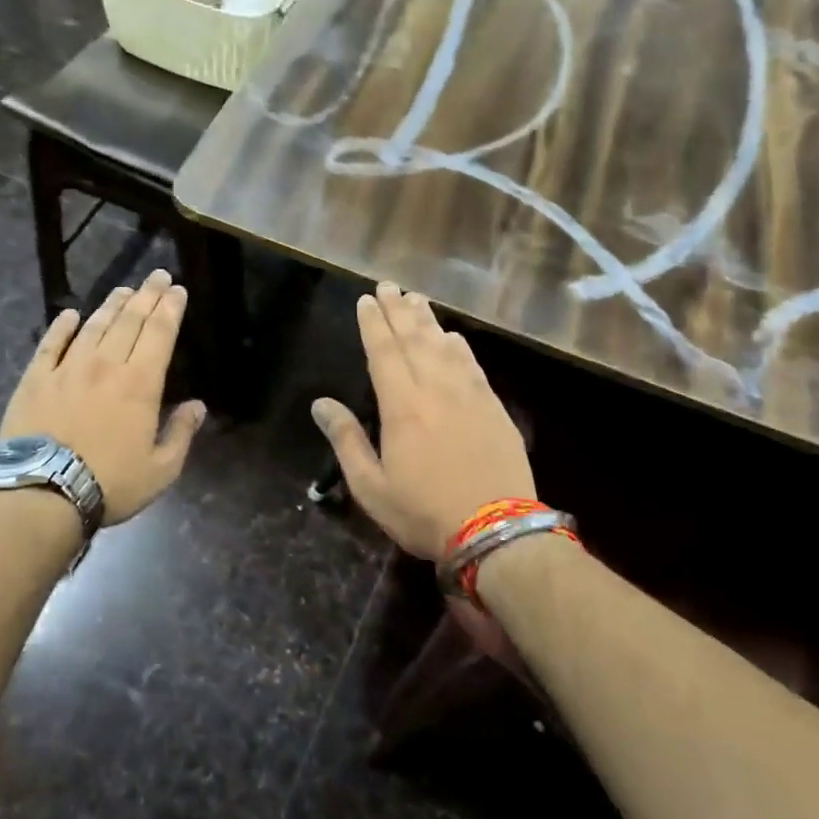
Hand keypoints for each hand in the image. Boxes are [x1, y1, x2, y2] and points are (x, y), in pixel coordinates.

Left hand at [0, 269, 207, 524]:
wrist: (42, 493)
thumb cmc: (110, 483)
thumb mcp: (161, 470)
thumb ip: (181, 434)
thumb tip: (198, 406)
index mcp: (140, 383)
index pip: (160, 333)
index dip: (171, 307)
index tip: (178, 289)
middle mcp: (106, 364)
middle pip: (130, 320)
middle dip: (147, 295)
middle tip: (157, 276)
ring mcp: (68, 368)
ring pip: (94, 325)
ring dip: (111, 305)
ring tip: (123, 290)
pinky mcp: (36, 378)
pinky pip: (51, 343)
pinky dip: (62, 326)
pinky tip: (70, 314)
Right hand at [311, 282, 534, 560]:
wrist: (497, 531)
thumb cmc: (424, 512)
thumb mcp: (371, 486)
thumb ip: (346, 440)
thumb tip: (321, 404)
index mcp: (401, 405)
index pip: (383, 352)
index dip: (373, 323)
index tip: (366, 299)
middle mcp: (435, 389)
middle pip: (414, 339)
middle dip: (398, 310)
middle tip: (388, 286)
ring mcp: (469, 395)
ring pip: (444, 346)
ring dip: (427, 320)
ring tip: (415, 299)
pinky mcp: (494, 407)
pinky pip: (472, 364)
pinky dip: (459, 346)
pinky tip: (453, 337)